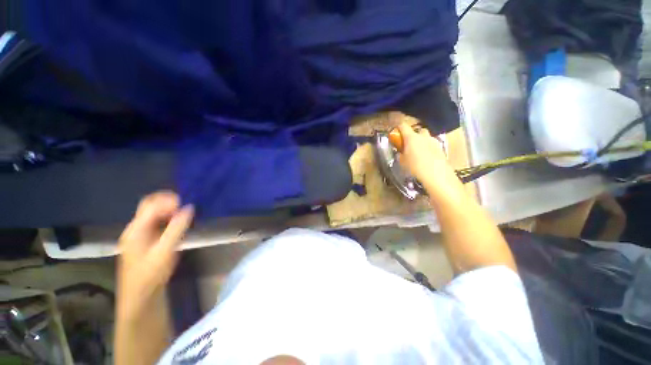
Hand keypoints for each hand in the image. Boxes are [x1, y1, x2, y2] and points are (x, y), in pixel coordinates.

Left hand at [117, 192, 193, 319]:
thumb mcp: (165, 251)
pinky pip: (156, 222)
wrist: (140, 296)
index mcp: (135, 230)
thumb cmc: (151, 275)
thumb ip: (177, 228)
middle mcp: (135, 228)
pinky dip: (168, 218)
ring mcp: (139, 234)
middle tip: (186, 206)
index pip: (151, 204)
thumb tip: (189, 207)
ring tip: (185, 214)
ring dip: (169, 210)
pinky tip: (178, 224)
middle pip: (149, 205)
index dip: (169, 201)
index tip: (187, 205)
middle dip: (168, 202)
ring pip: (153, 213)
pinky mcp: (145, 239)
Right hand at [396, 122, 460, 197]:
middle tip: (409, 145)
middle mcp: (423, 136)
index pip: (403, 126)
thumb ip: (401, 154)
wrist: (436, 175)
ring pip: (426, 137)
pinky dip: (428, 148)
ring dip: (422, 142)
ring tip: (419, 153)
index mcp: (411, 138)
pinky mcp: (441, 148)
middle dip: (413, 135)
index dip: (398, 127)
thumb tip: (401, 152)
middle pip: (418, 130)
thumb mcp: (402, 162)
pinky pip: (432, 145)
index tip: (395, 133)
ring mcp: (433, 141)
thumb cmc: (415, 167)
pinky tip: (427, 158)